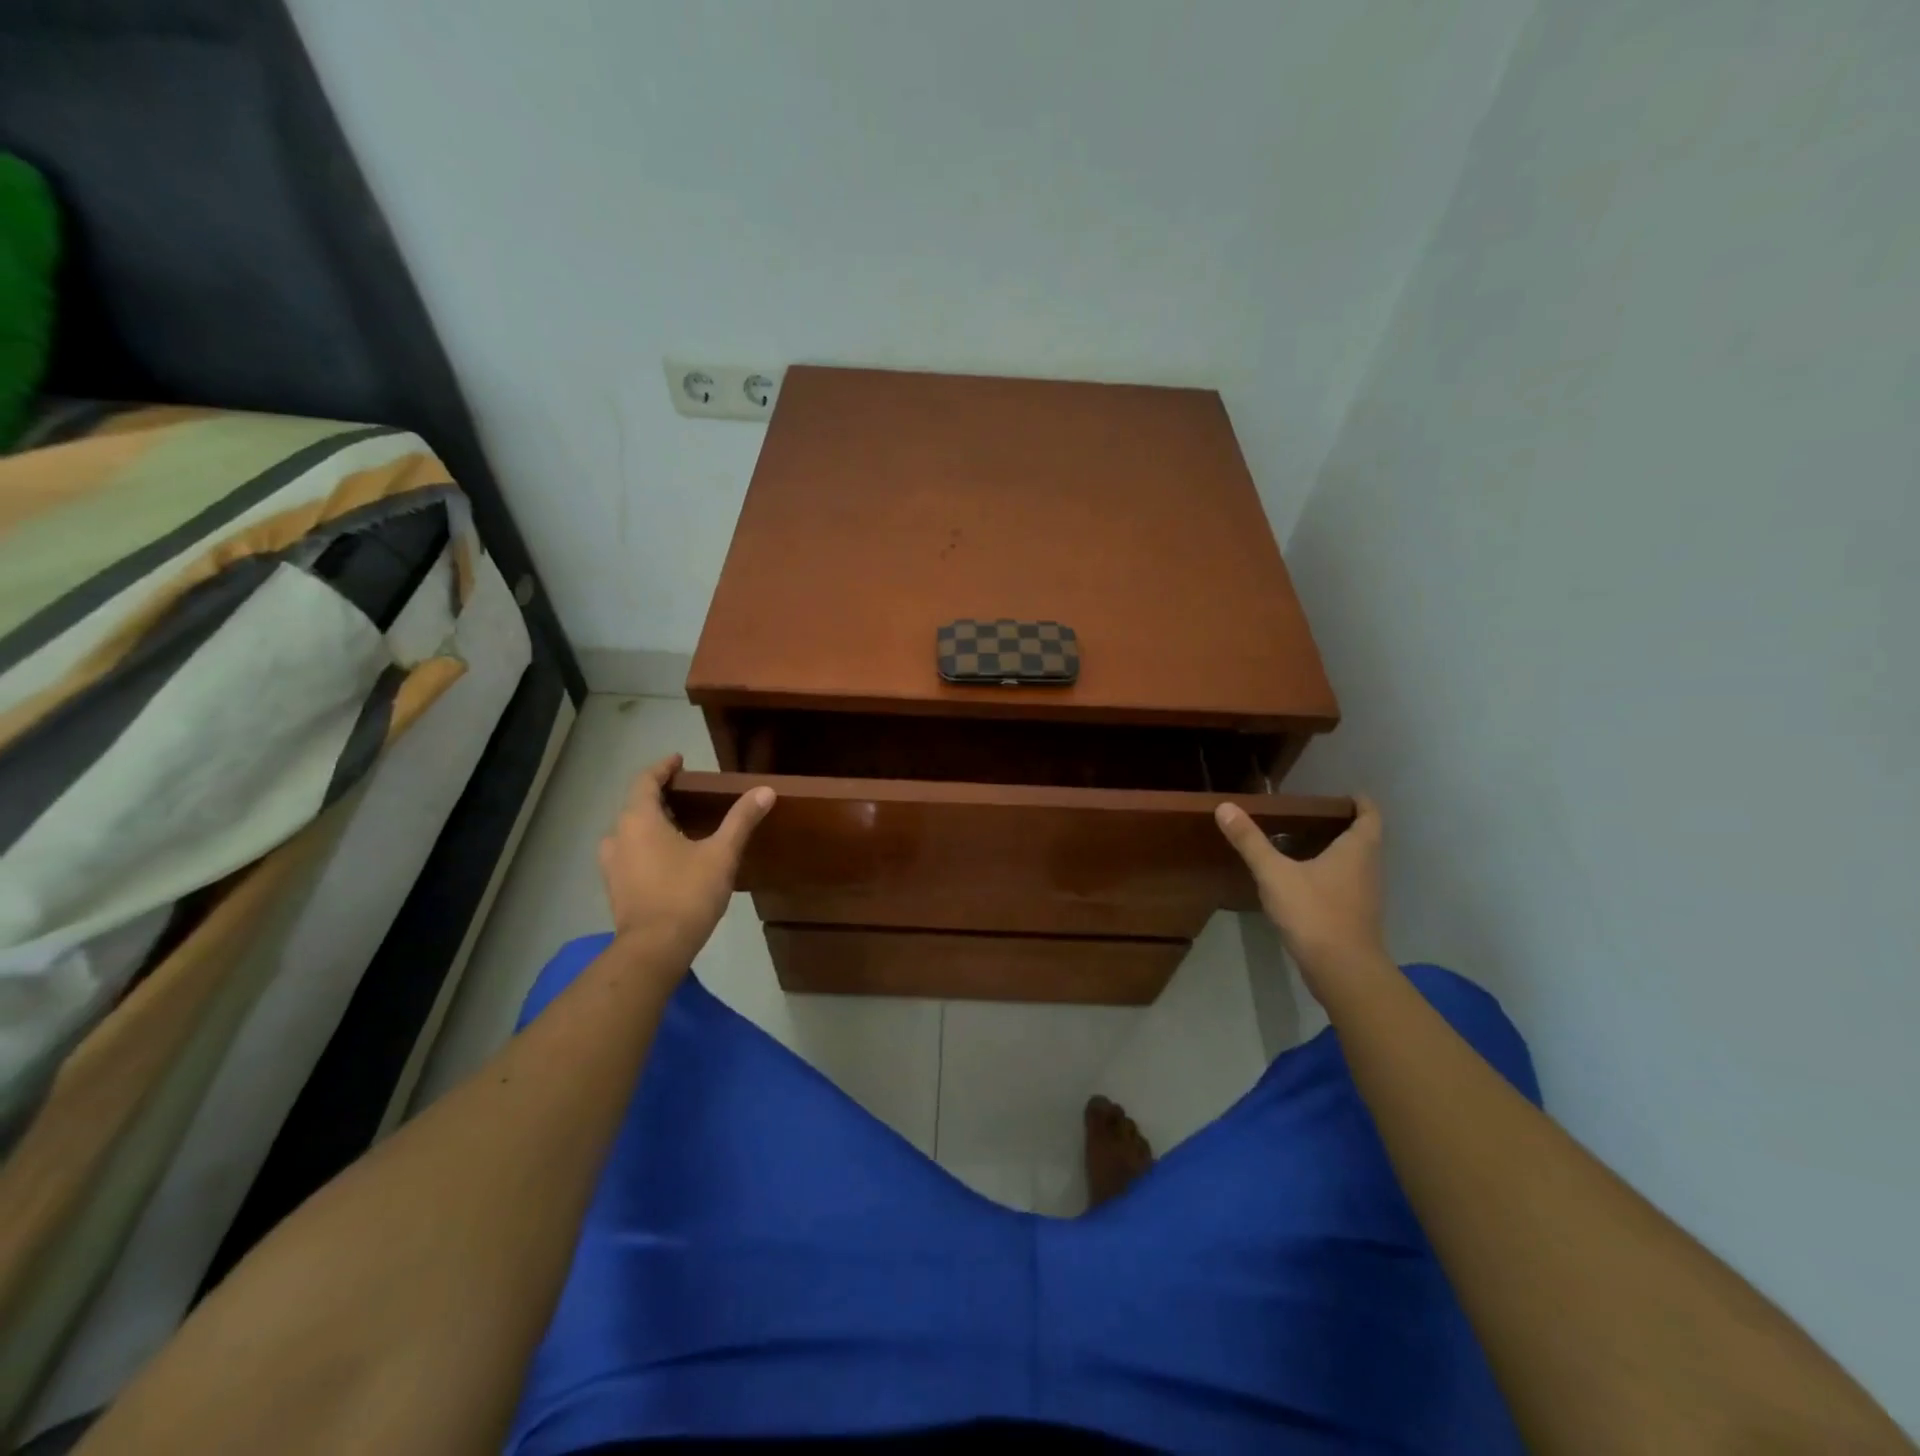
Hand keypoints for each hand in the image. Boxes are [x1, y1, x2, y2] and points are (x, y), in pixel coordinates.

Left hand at [599, 754, 774, 965]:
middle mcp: (618, 836)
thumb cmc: (686, 894)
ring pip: (630, 830)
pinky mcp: (615, 886)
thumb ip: (741, 820)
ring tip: (678, 823)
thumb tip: (766, 791)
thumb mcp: (722, 854)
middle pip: (636, 804)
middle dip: (659, 794)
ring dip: (651, 821)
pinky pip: (629, 852)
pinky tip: (668, 856)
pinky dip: (646, 844)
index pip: (645, 781)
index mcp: (639, 820)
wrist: (654, 949)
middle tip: (686, 792)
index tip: (679, 761)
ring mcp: (612, 864)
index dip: (662, 768)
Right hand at [1216, 796, 1387, 986]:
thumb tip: (1225, 807)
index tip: (1345, 795)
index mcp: (1357, 850)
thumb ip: (1250, 841)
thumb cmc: (1314, 912)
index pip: (1370, 816)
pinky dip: (1333, 877)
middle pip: (1366, 840)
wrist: (1342, 970)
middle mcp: (1369, 869)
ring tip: (1307, 845)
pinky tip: (1307, 882)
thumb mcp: (1274, 873)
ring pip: (1358, 865)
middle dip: (1346, 826)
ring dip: (1340, 853)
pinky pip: (1349, 886)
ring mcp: (1366, 896)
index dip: (1360, 803)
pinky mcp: (1357, 918)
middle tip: (1315, 817)